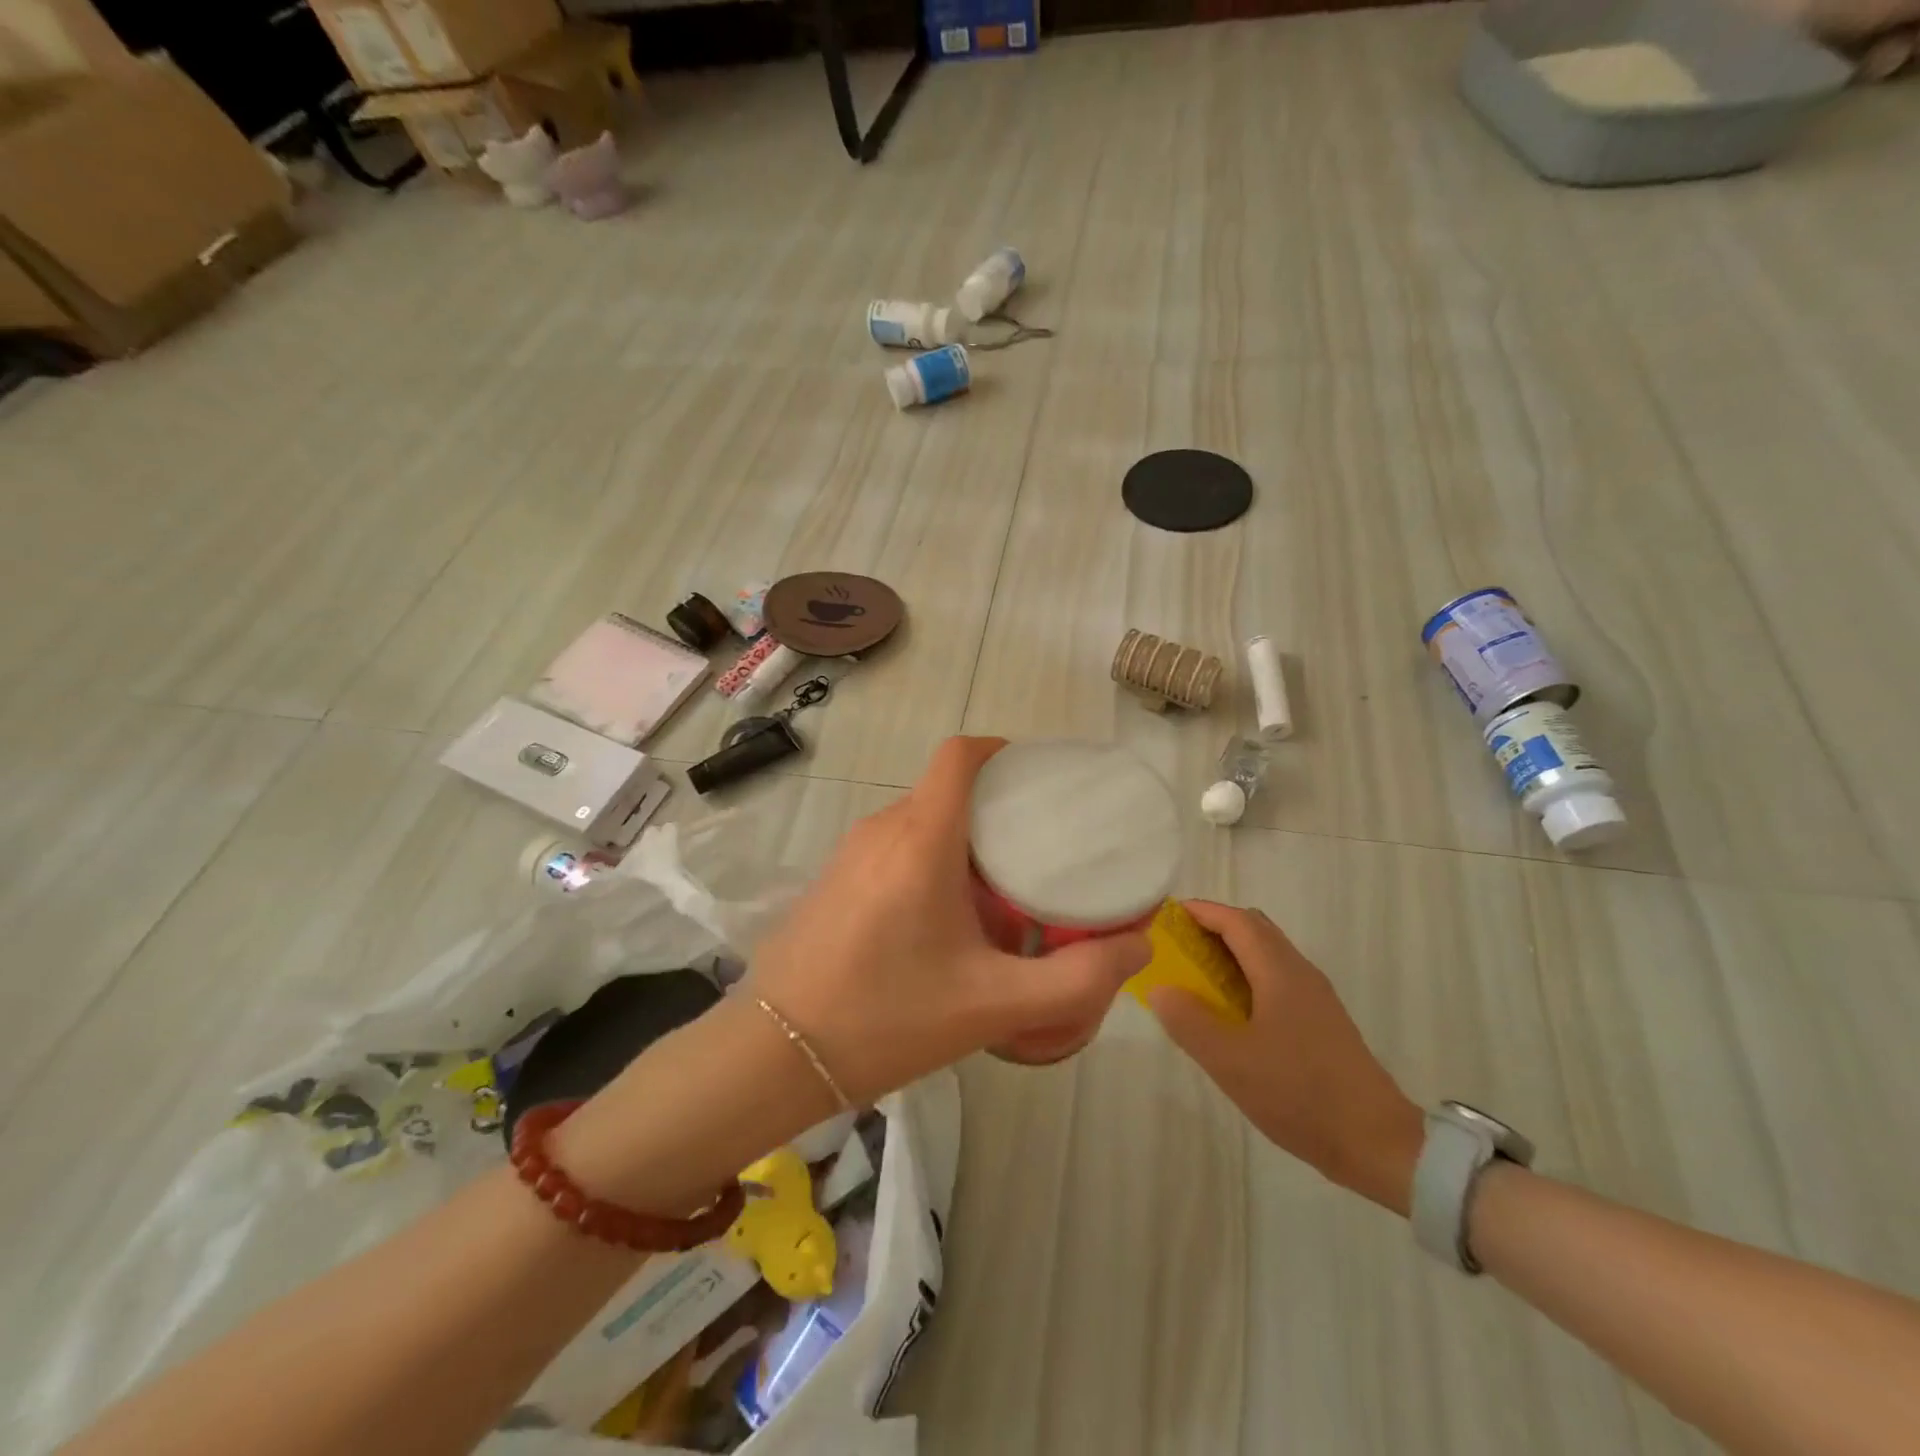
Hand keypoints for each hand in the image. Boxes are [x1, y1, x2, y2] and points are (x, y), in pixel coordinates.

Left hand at [748, 737, 1151, 1103]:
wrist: (774, 1055)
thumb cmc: (887, 1018)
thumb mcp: (994, 1005)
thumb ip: (1076, 978)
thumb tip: (1137, 944)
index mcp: (922, 838)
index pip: (959, 755)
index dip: (1001, 751)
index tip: (1039, 779)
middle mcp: (882, 830)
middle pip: (947, 792)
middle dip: (996, 811)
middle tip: (1040, 854)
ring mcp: (850, 854)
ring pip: (920, 823)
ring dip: (963, 843)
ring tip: (1002, 893)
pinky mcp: (833, 880)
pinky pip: (894, 849)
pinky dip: (930, 862)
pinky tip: (945, 922)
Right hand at [1147, 901, 1424, 1215]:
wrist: (1377, 1143)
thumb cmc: (1299, 1093)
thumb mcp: (1230, 1061)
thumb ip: (1188, 1021)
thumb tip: (1160, 988)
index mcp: (1280, 971)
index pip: (1236, 920)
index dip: (1200, 912)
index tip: (1165, 917)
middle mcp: (1300, 972)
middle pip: (1253, 929)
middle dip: (1213, 928)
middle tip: (1175, 947)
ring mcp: (1314, 997)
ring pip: (1266, 954)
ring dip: (1229, 954)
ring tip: (1194, 978)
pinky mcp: (1320, 1021)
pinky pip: (1275, 979)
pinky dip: (1245, 977)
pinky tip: (1229, 1013)